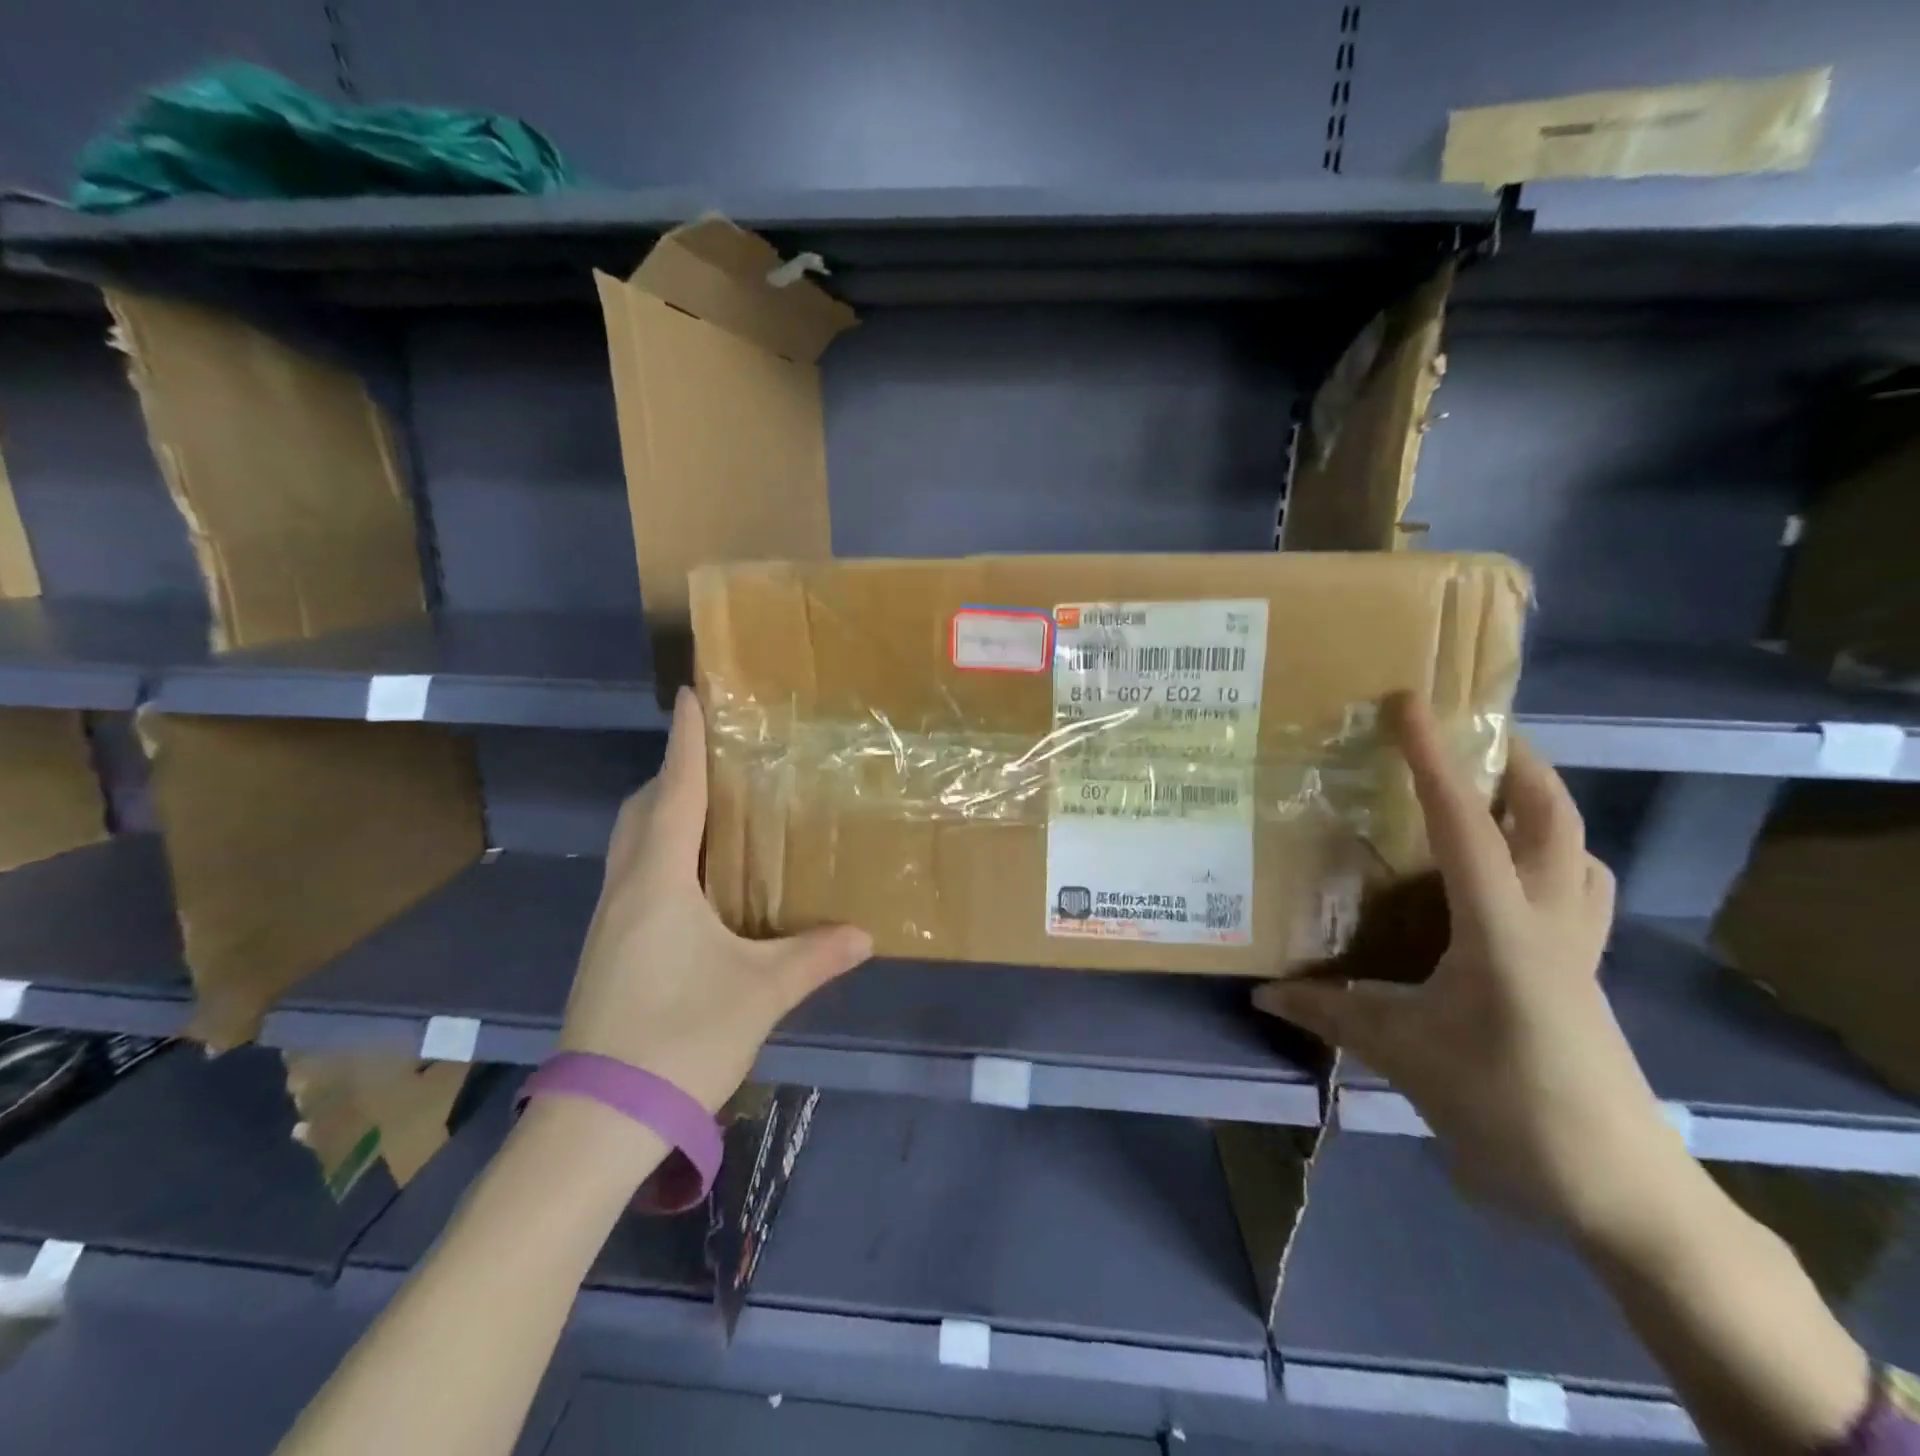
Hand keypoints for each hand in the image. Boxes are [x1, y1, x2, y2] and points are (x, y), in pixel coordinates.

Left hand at [558, 688, 873, 1113]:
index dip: (684, 742)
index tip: (691, 695)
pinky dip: (660, 852)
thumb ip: (815, 956)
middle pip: (642, 811)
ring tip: (711, 807)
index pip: (674, 793)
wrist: (601, 1120)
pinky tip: (694, 876)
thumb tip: (865, 935)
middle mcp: (627, 889)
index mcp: (660, 881)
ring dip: (664, 813)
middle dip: (672, 774)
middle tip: (716, 758)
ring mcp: (609, 921)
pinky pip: (634, 875)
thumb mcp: (760, 992)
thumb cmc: (681, 1037)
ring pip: (632, 843)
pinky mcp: (607, 949)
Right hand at [1254, 694, 1685, 1245]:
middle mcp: (1551, 923)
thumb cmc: (1509, 1109)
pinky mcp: (1582, 978)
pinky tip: (1507, 882)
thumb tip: (1264, 992)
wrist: (1620, 1195)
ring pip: (1580, 854)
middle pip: (1554, 821)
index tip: (1410, 704)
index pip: (1465, 824)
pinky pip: (1580, 896)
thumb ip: (1332, 1016)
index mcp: (1503, 929)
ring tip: (1491, 797)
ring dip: (1544, 812)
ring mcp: (1578, 951)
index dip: (1433, 759)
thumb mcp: (1406, 1057)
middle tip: (1473, 733)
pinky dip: (1552, 864)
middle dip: (1520, 764)